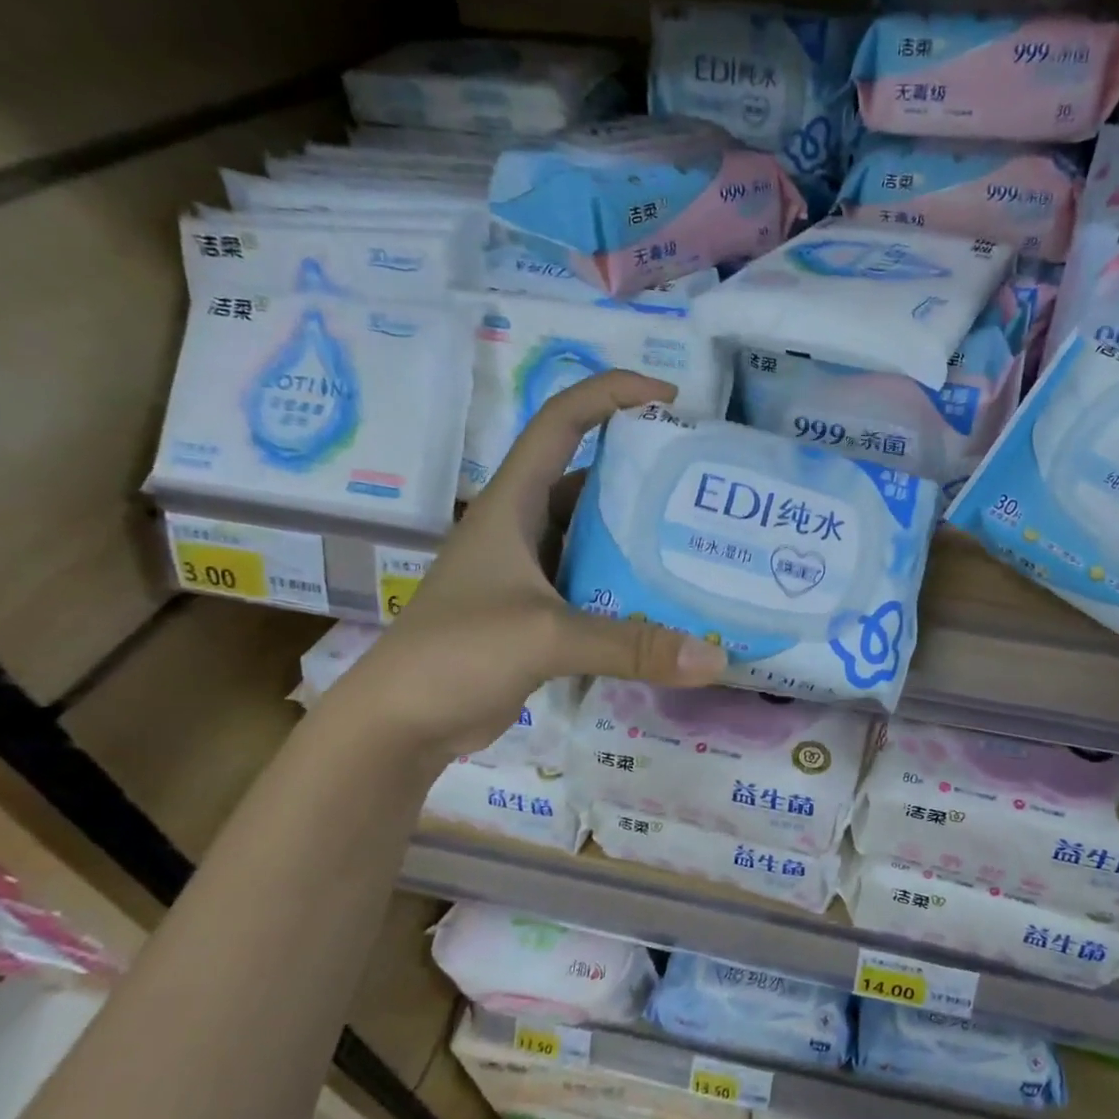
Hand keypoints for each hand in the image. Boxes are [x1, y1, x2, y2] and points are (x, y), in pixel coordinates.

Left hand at [325, 371, 726, 765]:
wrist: (401, 723)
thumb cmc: (456, 654)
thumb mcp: (545, 636)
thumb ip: (631, 644)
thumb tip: (717, 657)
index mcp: (512, 503)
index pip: (560, 421)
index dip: (611, 394)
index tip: (670, 398)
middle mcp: (523, 526)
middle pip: (589, 479)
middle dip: (643, 475)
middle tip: (702, 485)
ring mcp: (531, 572)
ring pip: (596, 538)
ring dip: (640, 539)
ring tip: (700, 540)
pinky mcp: (540, 613)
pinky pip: (596, 586)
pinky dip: (630, 589)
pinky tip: (671, 602)